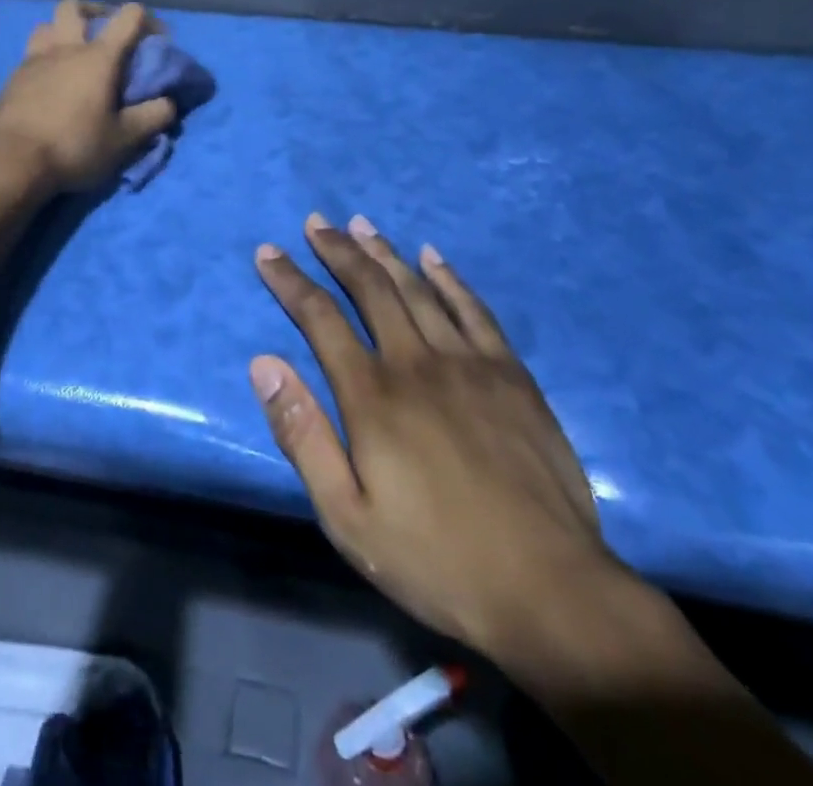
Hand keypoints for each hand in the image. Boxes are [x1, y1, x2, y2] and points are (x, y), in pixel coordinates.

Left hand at [0, 0, 177, 193]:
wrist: (11, 162)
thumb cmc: (74, 146)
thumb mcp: (123, 140)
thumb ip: (151, 117)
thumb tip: (169, 103)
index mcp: (98, 57)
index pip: (128, 17)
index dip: (147, 21)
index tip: (156, 41)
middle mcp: (65, 49)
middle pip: (75, 8)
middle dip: (95, 12)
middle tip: (105, 33)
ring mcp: (34, 60)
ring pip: (46, 26)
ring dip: (62, 31)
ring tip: (73, 53)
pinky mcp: (13, 79)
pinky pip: (31, 53)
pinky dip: (45, 57)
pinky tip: (51, 81)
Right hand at [249, 215, 621, 669]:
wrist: (548, 590)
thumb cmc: (435, 559)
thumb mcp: (347, 517)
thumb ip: (302, 435)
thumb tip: (263, 364)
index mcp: (372, 395)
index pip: (320, 318)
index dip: (290, 281)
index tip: (268, 252)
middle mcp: (416, 362)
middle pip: (369, 288)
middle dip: (337, 250)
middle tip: (316, 222)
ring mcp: (469, 363)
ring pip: (417, 289)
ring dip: (385, 252)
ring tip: (361, 224)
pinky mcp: (511, 374)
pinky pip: (474, 310)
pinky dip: (450, 278)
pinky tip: (433, 257)